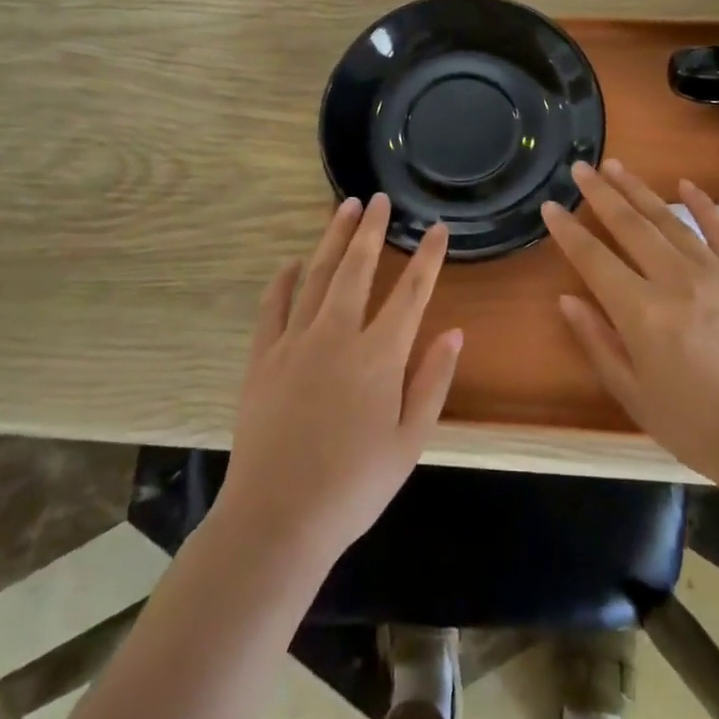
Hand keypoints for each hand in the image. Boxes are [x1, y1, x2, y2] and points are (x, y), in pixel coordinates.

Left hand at [219, 194, 463, 565]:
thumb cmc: (354, 487)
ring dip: (332, 239)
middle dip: (372, 230)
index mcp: (379, 356)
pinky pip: (273, 306)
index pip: (411, 293)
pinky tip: (293, 262)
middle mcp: (337, 336)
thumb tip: (455, 332)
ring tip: (344, 208)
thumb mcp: (410, 442)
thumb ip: (433, 382)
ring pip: (317, 276)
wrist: (277, 519)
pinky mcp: (262, 357)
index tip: (438, 228)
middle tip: (380, 199)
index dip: (428, 257)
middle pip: (357, 268)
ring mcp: (295, 342)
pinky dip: (284, 279)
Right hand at [542, 159, 718, 491]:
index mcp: (642, 313)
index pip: (594, 258)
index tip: (550, 206)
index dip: (568, 230)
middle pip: (630, 225)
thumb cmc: (697, 428)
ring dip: (640, 190)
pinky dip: (702, 205)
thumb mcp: (634, 395)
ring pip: (669, 221)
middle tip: (581, 167)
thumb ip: (598, 342)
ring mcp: (717, 273)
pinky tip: (684, 185)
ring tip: (616, 166)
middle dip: (600, 194)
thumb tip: (567, 298)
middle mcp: (676, 281)